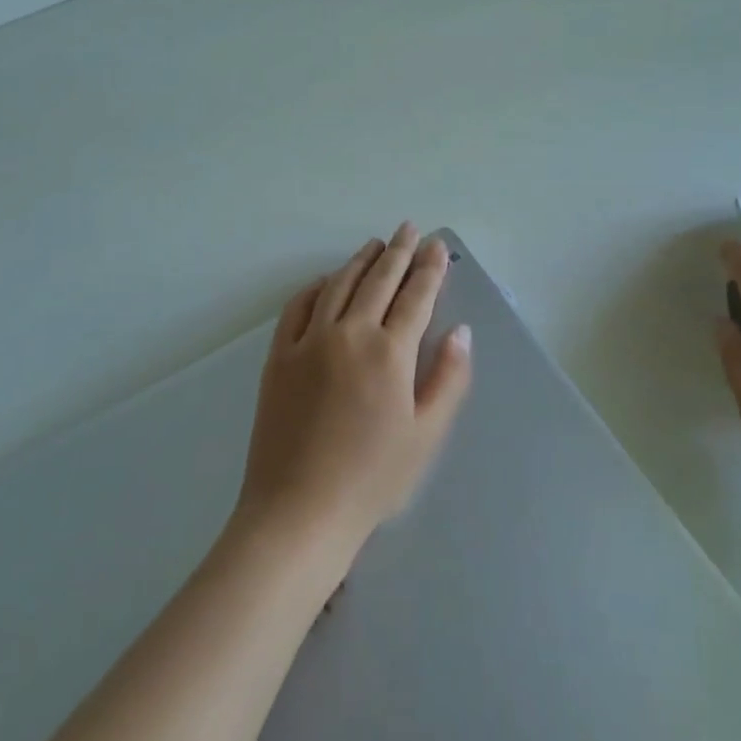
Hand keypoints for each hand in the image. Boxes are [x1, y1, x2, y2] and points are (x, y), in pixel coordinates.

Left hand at [235, 223, 472, 566]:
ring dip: (360, 260)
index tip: (437, 245)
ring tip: (375, 244)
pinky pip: (298, 306)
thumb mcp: (426, 435)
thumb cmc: (371, 479)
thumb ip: (448, 377)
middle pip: (379, 280)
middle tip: (410, 229)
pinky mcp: (279, 355)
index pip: (416, 296)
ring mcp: (308, 341)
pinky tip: (326, 279)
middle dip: (399, 251)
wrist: (299, 511)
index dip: (429, 268)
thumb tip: (461, 331)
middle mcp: (349, 333)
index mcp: (390, 353)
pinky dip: (315, 286)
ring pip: (339, 285)